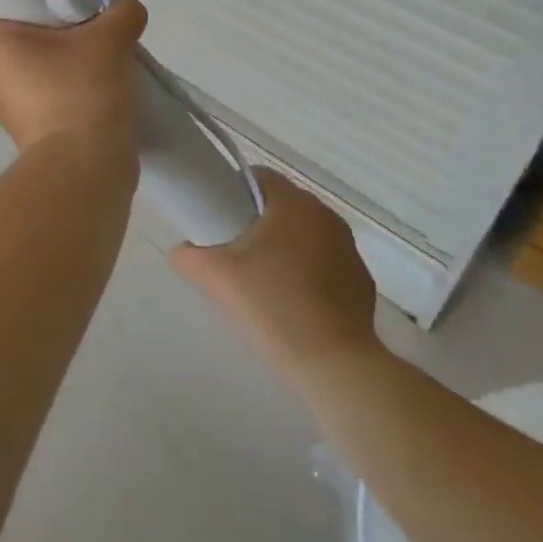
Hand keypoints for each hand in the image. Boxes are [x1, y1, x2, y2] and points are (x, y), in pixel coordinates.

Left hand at [0, 0, 148, 155]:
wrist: (84, 168)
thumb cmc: (81, 90)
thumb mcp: (111, 40)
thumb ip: (121, 13)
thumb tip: (124, 11)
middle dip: (31, 26)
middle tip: (68, 19)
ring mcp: (5, 106)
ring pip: (20, 67)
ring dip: (49, 58)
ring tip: (87, 53)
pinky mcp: (27, 130)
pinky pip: (36, 94)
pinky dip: (58, 86)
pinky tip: (91, 85)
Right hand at [170, 169, 383, 383]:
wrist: (333, 364)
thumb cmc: (272, 304)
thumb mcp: (215, 277)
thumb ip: (188, 256)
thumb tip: (181, 250)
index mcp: (293, 203)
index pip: (258, 177)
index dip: (233, 190)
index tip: (217, 215)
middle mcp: (326, 216)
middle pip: (282, 206)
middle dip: (257, 221)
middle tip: (232, 250)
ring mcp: (349, 249)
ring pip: (304, 234)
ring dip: (283, 246)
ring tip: (260, 279)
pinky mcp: (361, 281)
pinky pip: (325, 263)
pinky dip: (307, 272)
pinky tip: (291, 302)